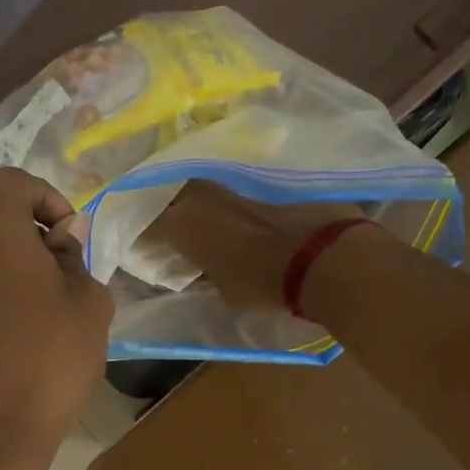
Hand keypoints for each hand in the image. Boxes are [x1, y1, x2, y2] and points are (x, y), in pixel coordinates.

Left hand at [0, 168, 114, 445]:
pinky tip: (18, 329)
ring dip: (14, 262)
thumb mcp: (89, 303)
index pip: (12, 181)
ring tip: (44, 308)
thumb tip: (63, 236)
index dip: (46, 196)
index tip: (69, 235)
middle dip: (33, 232)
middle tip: (64, 275)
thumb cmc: (51, 360)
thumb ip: (76, 257)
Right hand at [149, 182, 366, 315]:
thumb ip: (205, 276)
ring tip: (201, 215)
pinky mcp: (264, 178)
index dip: (143, 237)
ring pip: (203, 186)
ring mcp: (233, 182)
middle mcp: (201, 196)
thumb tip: (200, 272)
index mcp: (183, 225)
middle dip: (166, 207)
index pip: (149, 226)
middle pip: (171, 195)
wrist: (325, 257)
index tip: (143, 247)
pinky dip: (232, 198)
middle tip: (169, 224)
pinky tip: (238, 211)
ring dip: (197, 199)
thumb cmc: (266, 284)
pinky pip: (236, 185)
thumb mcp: (226, 292)